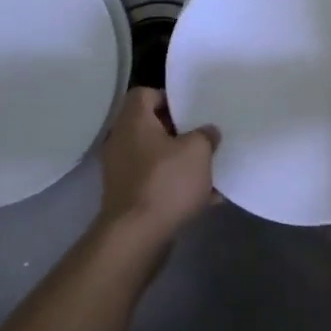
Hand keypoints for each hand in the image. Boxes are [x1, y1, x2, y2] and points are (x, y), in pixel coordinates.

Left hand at [99, 87, 217, 249]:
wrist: (136, 236)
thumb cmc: (166, 182)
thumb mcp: (198, 151)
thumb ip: (206, 135)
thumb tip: (207, 132)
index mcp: (134, 122)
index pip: (144, 94)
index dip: (168, 97)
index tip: (192, 109)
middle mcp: (122, 142)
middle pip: (151, 126)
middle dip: (180, 131)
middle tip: (204, 136)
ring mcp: (122, 172)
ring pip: (156, 157)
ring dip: (180, 161)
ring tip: (208, 168)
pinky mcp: (129, 197)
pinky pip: (156, 183)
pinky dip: (176, 186)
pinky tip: (204, 197)